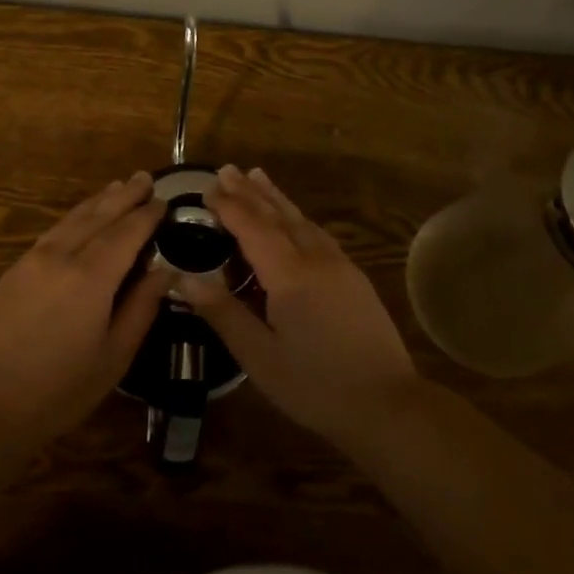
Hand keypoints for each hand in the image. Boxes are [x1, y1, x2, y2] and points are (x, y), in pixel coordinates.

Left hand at [0, 171, 166, 451]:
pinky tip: (82, 217)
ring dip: (99, 200)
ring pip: (73, 218)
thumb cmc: (59, 389)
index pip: (127, 233)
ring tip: (118, 186)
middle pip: (99, 215)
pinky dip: (75, 216)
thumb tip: (165, 271)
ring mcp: (34, 259)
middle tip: (146, 178)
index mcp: (91, 277)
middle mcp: (62, 256)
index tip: (165, 201)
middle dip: (125, 195)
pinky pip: (54, 230)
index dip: (147, 215)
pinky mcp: (15, 269)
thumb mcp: (114, 356)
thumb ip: (141, 308)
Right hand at [188, 165, 422, 449]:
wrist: (388, 404)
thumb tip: (184, 279)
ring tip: (258, 177)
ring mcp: (340, 265)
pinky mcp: (354, 278)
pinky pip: (318, 234)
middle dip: (250, 191)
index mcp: (289, 274)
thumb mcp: (260, 356)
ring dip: (276, 198)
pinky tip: (296, 220)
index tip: (206, 188)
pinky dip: (298, 217)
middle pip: (277, 215)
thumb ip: (223, 313)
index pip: (252, 227)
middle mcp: (315, 258)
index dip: (228, 206)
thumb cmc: (316, 385)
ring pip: (301, 220)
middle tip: (228, 168)